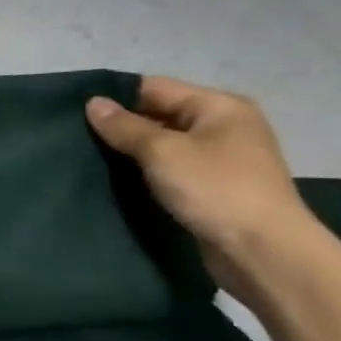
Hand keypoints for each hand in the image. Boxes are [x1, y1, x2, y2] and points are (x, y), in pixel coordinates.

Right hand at [86, 77, 317, 296]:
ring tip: (91, 160)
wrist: (263, 252)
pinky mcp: (215, 189)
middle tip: (78, 139)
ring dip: (133, 153)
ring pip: (164, 146)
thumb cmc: (215, 189)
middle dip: (122, 127)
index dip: (116, 98)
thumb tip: (93, 103)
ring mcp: (222, 159)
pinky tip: (119, 182)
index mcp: (219, 106)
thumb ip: (124, 127)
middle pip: (159, 115)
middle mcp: (224, 126)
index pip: (154, 87)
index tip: (76, 113)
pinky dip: (148, 174)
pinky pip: (172, 171)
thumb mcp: (162, 152)